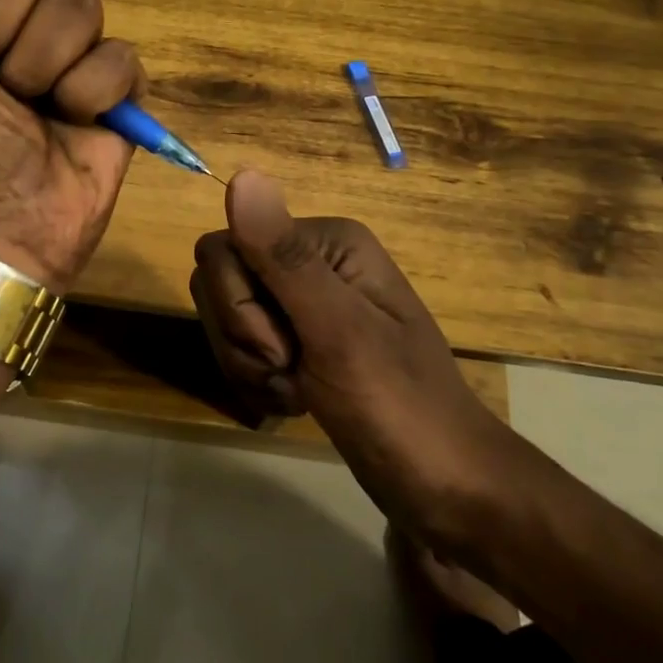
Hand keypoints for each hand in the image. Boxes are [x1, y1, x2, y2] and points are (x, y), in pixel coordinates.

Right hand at [190, 170, 511, 549]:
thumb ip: (284, 258)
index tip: (285, 347)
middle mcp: (310, 260)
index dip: (238, 304)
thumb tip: (241, 174)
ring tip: (297, 391)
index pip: (225, 247)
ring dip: (249, 365)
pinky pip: (241, 346)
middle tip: (291, 369)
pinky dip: (257, 380)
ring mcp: (303, 302)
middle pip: (219, 281)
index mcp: (325, 241)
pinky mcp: (298, 339)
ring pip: (225, 317)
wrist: (443, 487)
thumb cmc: (399, 407)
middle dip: (242, 338)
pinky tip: (295, 400)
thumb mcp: (338, 331)